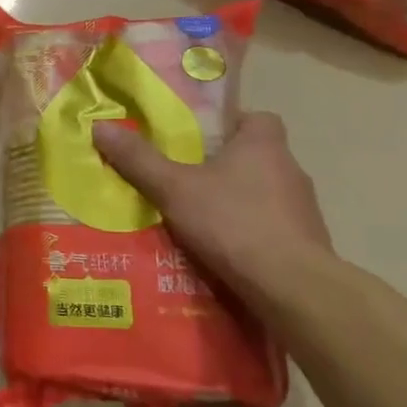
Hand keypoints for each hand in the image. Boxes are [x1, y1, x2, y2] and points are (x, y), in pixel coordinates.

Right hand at [92, 112, 330, 296]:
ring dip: (236, 202)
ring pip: (262, 194)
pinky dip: (249, 234)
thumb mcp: (174, 188)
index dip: (227, 124)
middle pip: (254, 156)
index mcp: (263, 145)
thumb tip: (100, 126)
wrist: (293, 288)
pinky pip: (271, 228)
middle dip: (222, 166)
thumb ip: (139, 159)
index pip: (254, 118)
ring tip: (197, 218)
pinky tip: (222, 250)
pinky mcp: (306, 245)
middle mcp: (290, 170)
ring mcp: (303, 210)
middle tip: (184, 178)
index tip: (197, 139)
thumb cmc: (233, 222)